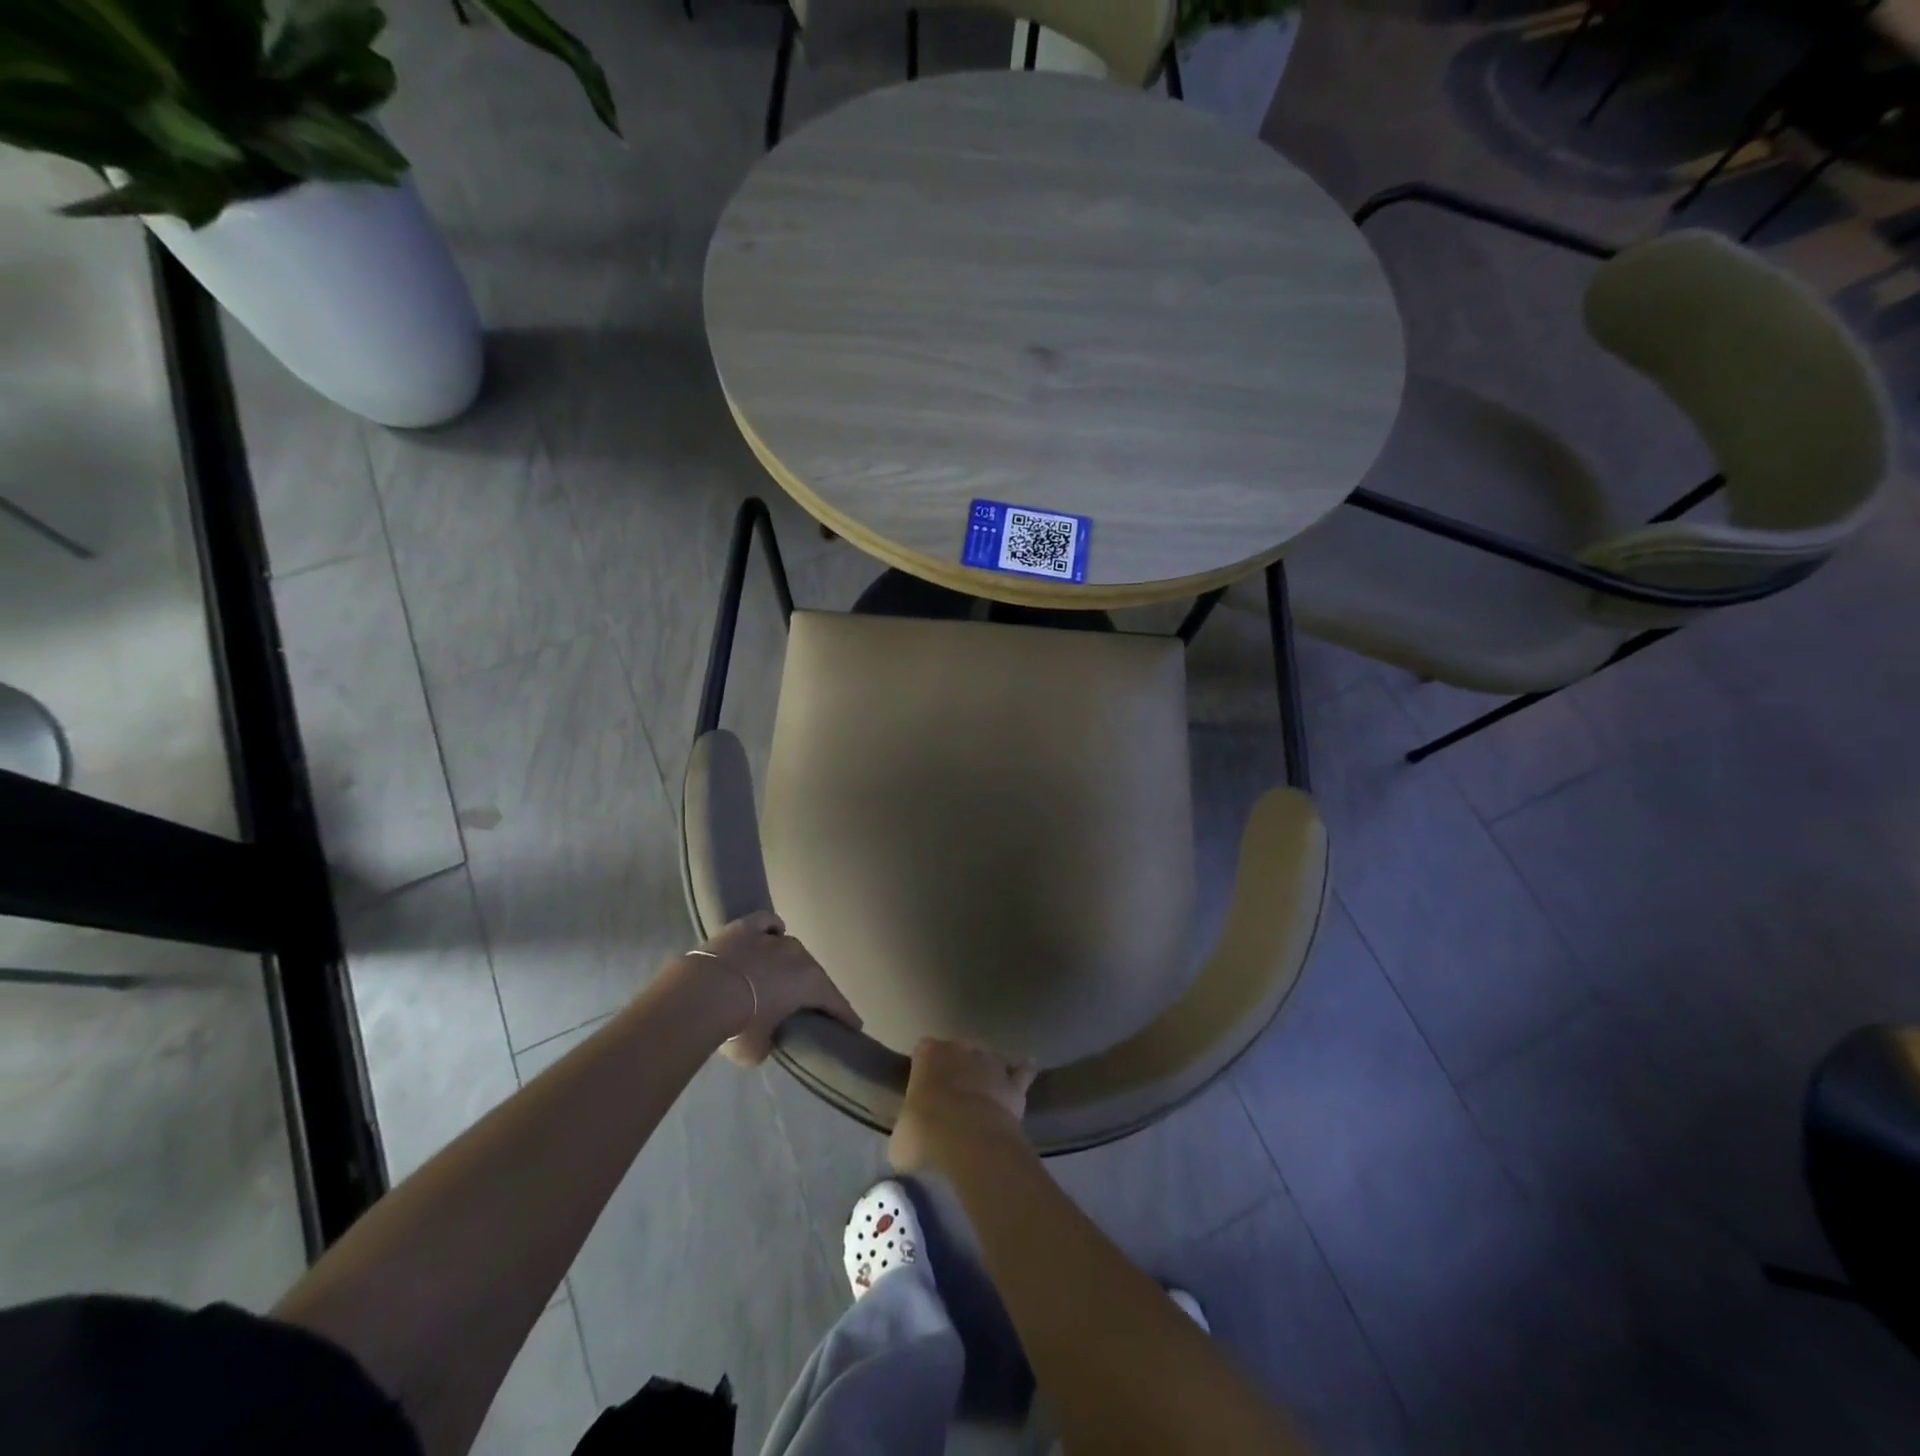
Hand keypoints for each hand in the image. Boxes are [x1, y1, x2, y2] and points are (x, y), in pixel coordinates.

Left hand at [692, 910, 860, 1066]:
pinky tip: (767, 936)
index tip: (854, 1027)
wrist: (699, 996)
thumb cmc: (738, 1027)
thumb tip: (766, 1037)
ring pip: (789, 948)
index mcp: (810, 983)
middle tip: (808, 1004)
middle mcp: (798, 955)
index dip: (845, 1016)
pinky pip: (767, 923)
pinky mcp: (745, 926)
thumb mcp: (758, 1050)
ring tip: (779, 976)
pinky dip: (770, 930)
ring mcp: (772, 937)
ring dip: (788, 963)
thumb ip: (770, 1041)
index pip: (835, 1002)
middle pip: (812, 972)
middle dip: (812, 988)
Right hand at [890, 1038, 1036, 1173]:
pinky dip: (1022, 1072)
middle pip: (958, 1051)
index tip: (924, 1089)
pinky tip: (1024, 1075)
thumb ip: (906, 1129)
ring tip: (983, 1097)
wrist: (969, 1139)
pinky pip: (1021, 1072)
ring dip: (986, 1074)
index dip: (924, 1068)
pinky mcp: (1014, 1082)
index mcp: (927, 1055)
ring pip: (988, 1060)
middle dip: (957, 1068)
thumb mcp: (900, 1139)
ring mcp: (990, 1062)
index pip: (923, 1050)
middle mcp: (960, 1049)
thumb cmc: (925, 1133)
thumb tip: (909, 1141)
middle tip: (953, 1096)